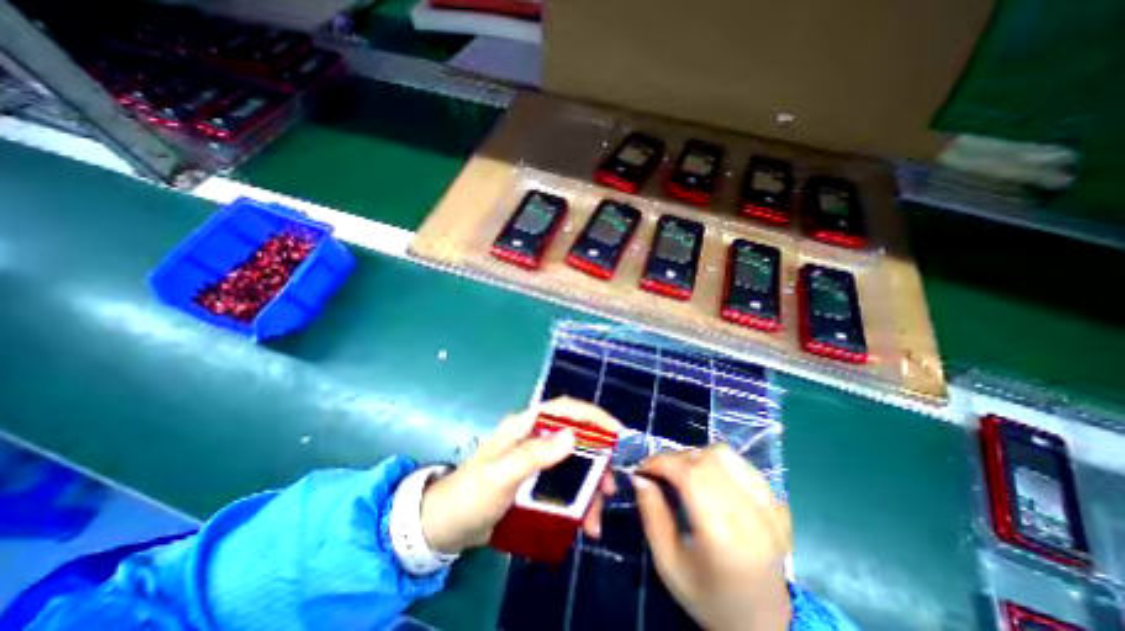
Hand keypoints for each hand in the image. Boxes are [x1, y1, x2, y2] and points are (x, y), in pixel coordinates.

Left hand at [420, 399, 619, 550]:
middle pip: (574, 437)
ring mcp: (535, 459)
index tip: (617, 433)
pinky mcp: (535, 480)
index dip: (592, 416)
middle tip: (609, 484)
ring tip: (596, 516)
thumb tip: (572, 435)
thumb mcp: (502, 476)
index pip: (564, 409)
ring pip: (572, 463)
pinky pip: (564, 484)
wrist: (445, 526)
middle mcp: (533, 437)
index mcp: (525, 426)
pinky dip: (577, 500)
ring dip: (588, 486)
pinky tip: (583, 522)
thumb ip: (535, 455)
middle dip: (596, 458)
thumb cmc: (471, 495)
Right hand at [633, 443, 790, 630]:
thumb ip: (651, 514)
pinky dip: (719, 463)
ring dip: (697, 456)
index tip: (642, 467)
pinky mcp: (778, 505)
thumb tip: (640, 476)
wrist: (764, 625)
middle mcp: (751, 515)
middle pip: (706, 460)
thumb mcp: (667, 563)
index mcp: (722, 535)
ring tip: (684, 473)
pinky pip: (743, 465)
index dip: (661, 462)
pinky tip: (710, 480)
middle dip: (674, 458)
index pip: (689, 474)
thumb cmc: (708, 597)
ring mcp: (770, 508)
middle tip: (660, 473)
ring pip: (725, 454)